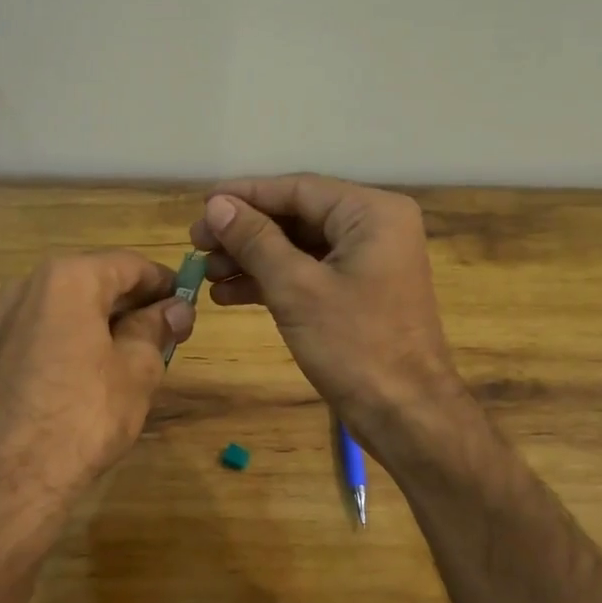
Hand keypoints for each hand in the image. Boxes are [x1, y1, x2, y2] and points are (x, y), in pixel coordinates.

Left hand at [0, 252, 194, 544]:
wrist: (12, 478)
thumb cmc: (86, 414)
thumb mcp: (137, 369)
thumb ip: (156, 328)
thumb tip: (175, 309)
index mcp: (67, 278)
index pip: (128, 265)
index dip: (163, 283)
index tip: (187, 305)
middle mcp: (28, 286)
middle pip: (95, 282)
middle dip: (133, 304)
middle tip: (167, 333)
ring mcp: (3, 321)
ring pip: (68, 308)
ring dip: (103, 322)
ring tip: (134, 355)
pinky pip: (45, 332)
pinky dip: (74, 340)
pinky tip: (92, 373)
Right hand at [189, 174, 464, 433]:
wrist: (405, 413)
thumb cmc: (354, 345)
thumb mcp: (296, 288)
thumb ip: (255, 240)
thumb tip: (216, 205)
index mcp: (371, 213)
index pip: (298, 189)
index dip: (245, 196)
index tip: (201, 205)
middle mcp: (374, 227)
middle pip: (297, 216)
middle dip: (245, 232)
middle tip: (196, 244)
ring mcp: (368, 261)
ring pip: (299, 247)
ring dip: (252, 259)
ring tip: (206, 273)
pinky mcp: (358, 292)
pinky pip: (309, 273)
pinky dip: (272, 281)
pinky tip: (229, 294)